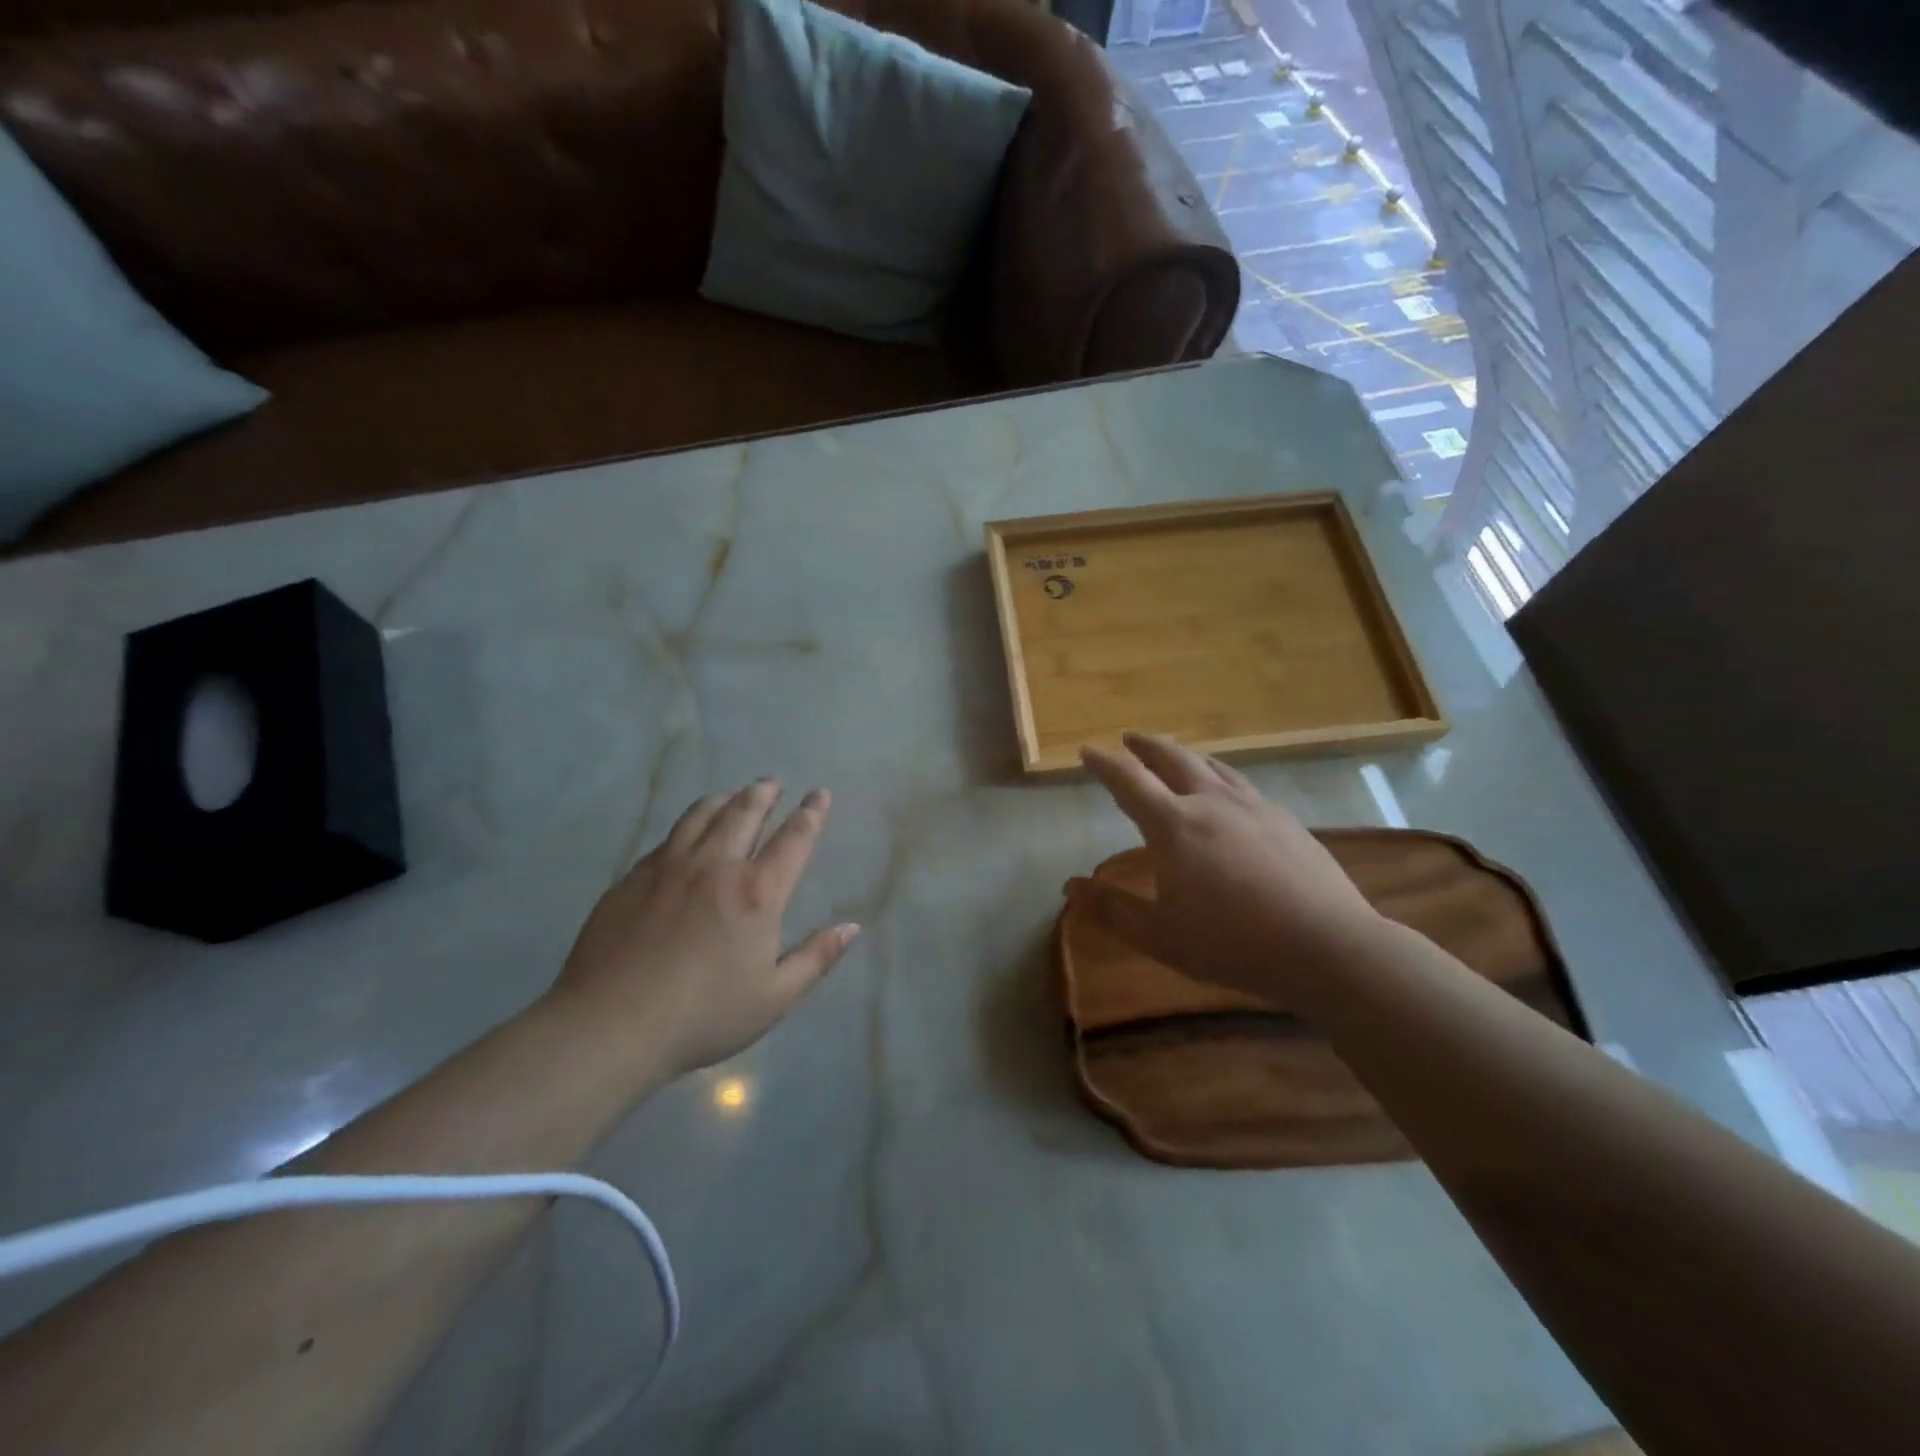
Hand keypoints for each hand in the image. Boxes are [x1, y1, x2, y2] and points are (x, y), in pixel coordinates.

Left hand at [551, 779, 857, 1076]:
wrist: (611, 1025)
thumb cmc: (704, 1015)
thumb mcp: (774, 998)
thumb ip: (816, 958)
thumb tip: (851, 927)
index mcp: (757, 893)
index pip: (793, 839)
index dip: (810, 813)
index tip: (819, 793)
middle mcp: (715, 866)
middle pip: (744, 813)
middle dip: (764, 793)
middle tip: (773, 782)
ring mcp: (669, 868)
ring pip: (701, 816)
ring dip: (724, 799)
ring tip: (733, 794)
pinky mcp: (632, 879)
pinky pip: (667, 839)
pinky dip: (687, 826)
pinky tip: (686, 834)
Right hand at [1068, 733, 1386, 1003]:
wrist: (1327, 946)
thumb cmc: (1232, 943)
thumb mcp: (1160, 936)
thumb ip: (1112, 909)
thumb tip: (1070, 886)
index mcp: (1174, 825)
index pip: (1128, 780)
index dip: (1104, 763)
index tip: (1087, 751)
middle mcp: (1211, 802)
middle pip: (1172, 758)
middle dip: (1145, 746)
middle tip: (1128, 739)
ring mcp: (1253, 806)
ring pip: (1212, 765)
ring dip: (1184, 755)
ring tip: (1174, 756)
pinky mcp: (1285, 819)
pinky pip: (1241, 784)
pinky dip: (1219, 776)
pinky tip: (1227, 794)